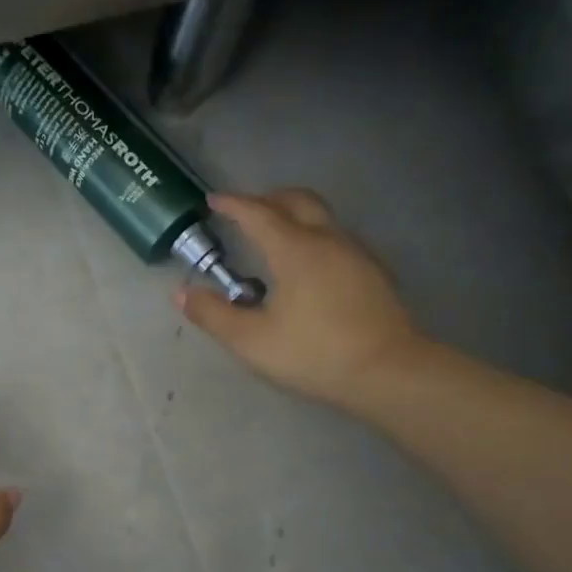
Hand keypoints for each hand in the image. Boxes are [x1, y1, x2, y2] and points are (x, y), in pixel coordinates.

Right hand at [177, 189, 429, 409]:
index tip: (213, 200)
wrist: (389, 372)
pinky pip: (335, 237)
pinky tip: (305, 268)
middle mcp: (327, 240)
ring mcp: (355, 253)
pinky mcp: (372, 272)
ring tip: (272, 238)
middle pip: (297, 200)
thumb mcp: (252, 341)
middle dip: (267, 199)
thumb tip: (182, 293)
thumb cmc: (314, 354)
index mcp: (295, 250)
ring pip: (321, 216)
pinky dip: (312, 235)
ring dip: (292, 215)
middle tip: (244, 212)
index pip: (258, 214)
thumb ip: (214, 315)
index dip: (233, 204)